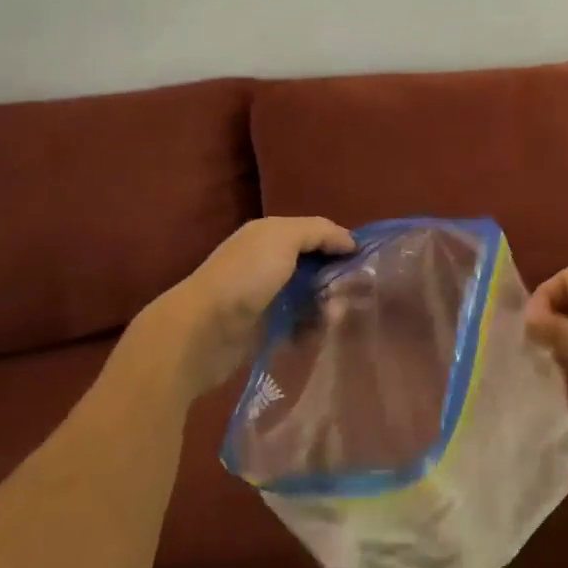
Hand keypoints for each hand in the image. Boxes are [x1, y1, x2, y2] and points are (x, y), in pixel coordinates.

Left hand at [141, 217, 355, 400]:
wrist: (201, 333)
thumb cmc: (244, 278)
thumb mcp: (282, 239)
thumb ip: (318, 231)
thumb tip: (349, 241)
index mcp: (270, 235)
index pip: (317, 234)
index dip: (341, 245)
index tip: (367, 263)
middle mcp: (269, 262)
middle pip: (316, 267)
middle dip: (337, 279)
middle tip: (357, 296)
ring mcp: (266, 297)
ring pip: (310, 297)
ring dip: (327, 307)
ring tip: (337, 320)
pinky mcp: (265, 329)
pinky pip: (298, 325)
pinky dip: (311, 330)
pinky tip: (320, 336)